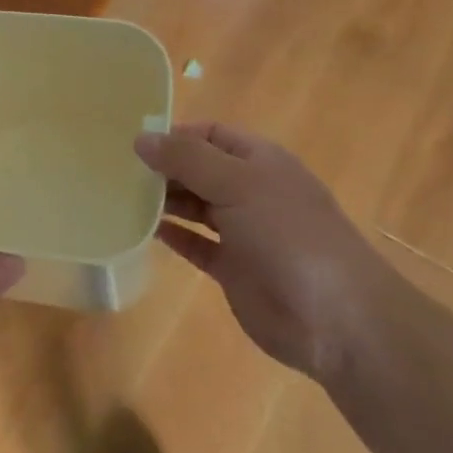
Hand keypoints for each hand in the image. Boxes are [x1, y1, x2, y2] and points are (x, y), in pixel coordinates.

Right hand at [134, 122, 393, 379]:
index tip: (131, 141)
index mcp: (259, 160)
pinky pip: (195, 244)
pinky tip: (142, 230)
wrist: (337, 318)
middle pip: (198, 169)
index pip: (209, 134)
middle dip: (163, 167)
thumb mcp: (237, 183)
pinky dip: (172, 236)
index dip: (173, 134)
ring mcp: (242, 231)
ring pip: (195, 206)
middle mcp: (250, 190)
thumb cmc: (288, 234)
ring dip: (163, 201)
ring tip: (120, 197)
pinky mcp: (233, 269)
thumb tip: (141, 139)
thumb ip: (187, 159)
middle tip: (115, 170)